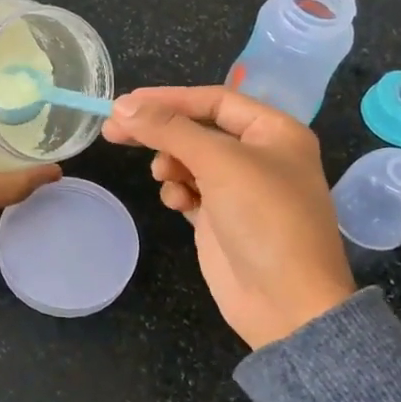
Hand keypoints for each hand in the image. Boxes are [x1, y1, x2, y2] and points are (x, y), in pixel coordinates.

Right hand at [103, 86, 354, 348]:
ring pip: (190, 160)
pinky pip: (191, 191)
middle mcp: (260, 156)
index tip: (125, 104)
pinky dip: (179, 192)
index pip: (215, 100)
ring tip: (164, 177)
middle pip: (198, 130)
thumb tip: (122, 107)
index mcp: (275, 132)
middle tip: (114, 132)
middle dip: (160, 132)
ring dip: (171, 164)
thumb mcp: (219, 162)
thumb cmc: (264, 218)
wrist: (286, 303)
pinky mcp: (222, 220)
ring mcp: (241, 190)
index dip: (170, 99)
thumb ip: (169, 129)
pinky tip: (178, 204)